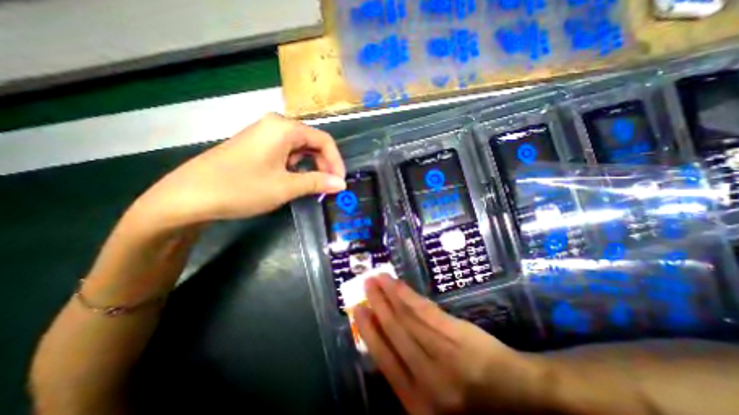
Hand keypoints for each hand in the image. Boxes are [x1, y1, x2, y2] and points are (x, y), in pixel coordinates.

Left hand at [128, 113, 345, 228]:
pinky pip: (286, 152)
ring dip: (310, 167)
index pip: (324, 140)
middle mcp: (276, 125)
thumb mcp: (285, 187)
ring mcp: (264, 134)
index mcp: (284, 128)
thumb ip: (317, 183)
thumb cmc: (242, 188)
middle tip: (328, 187)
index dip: (336, 162)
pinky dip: (296, 166)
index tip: (340, 182)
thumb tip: (342, 184)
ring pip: (300, 148)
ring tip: (312, 186)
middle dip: (324, 165)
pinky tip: (293, 180)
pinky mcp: (257, 145)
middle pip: (312, 143)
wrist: (189, 196)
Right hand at [355, 276, 543, 414]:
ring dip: (389, 295)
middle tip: (365, 284)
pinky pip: (425, 311)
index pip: (383, 358)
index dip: (368, 330)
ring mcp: (442, 352)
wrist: (519, 396)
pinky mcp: (456, 333)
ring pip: (407, 317)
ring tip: (377, 278)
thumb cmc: (472, 404)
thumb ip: (407, 376)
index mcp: (416, 401)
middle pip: (394, 331)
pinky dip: (408, 296)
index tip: (357, 309)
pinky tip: (398, 284)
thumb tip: (383, 341)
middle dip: (376, 305)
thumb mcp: (432, 403)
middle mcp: (425, 376)